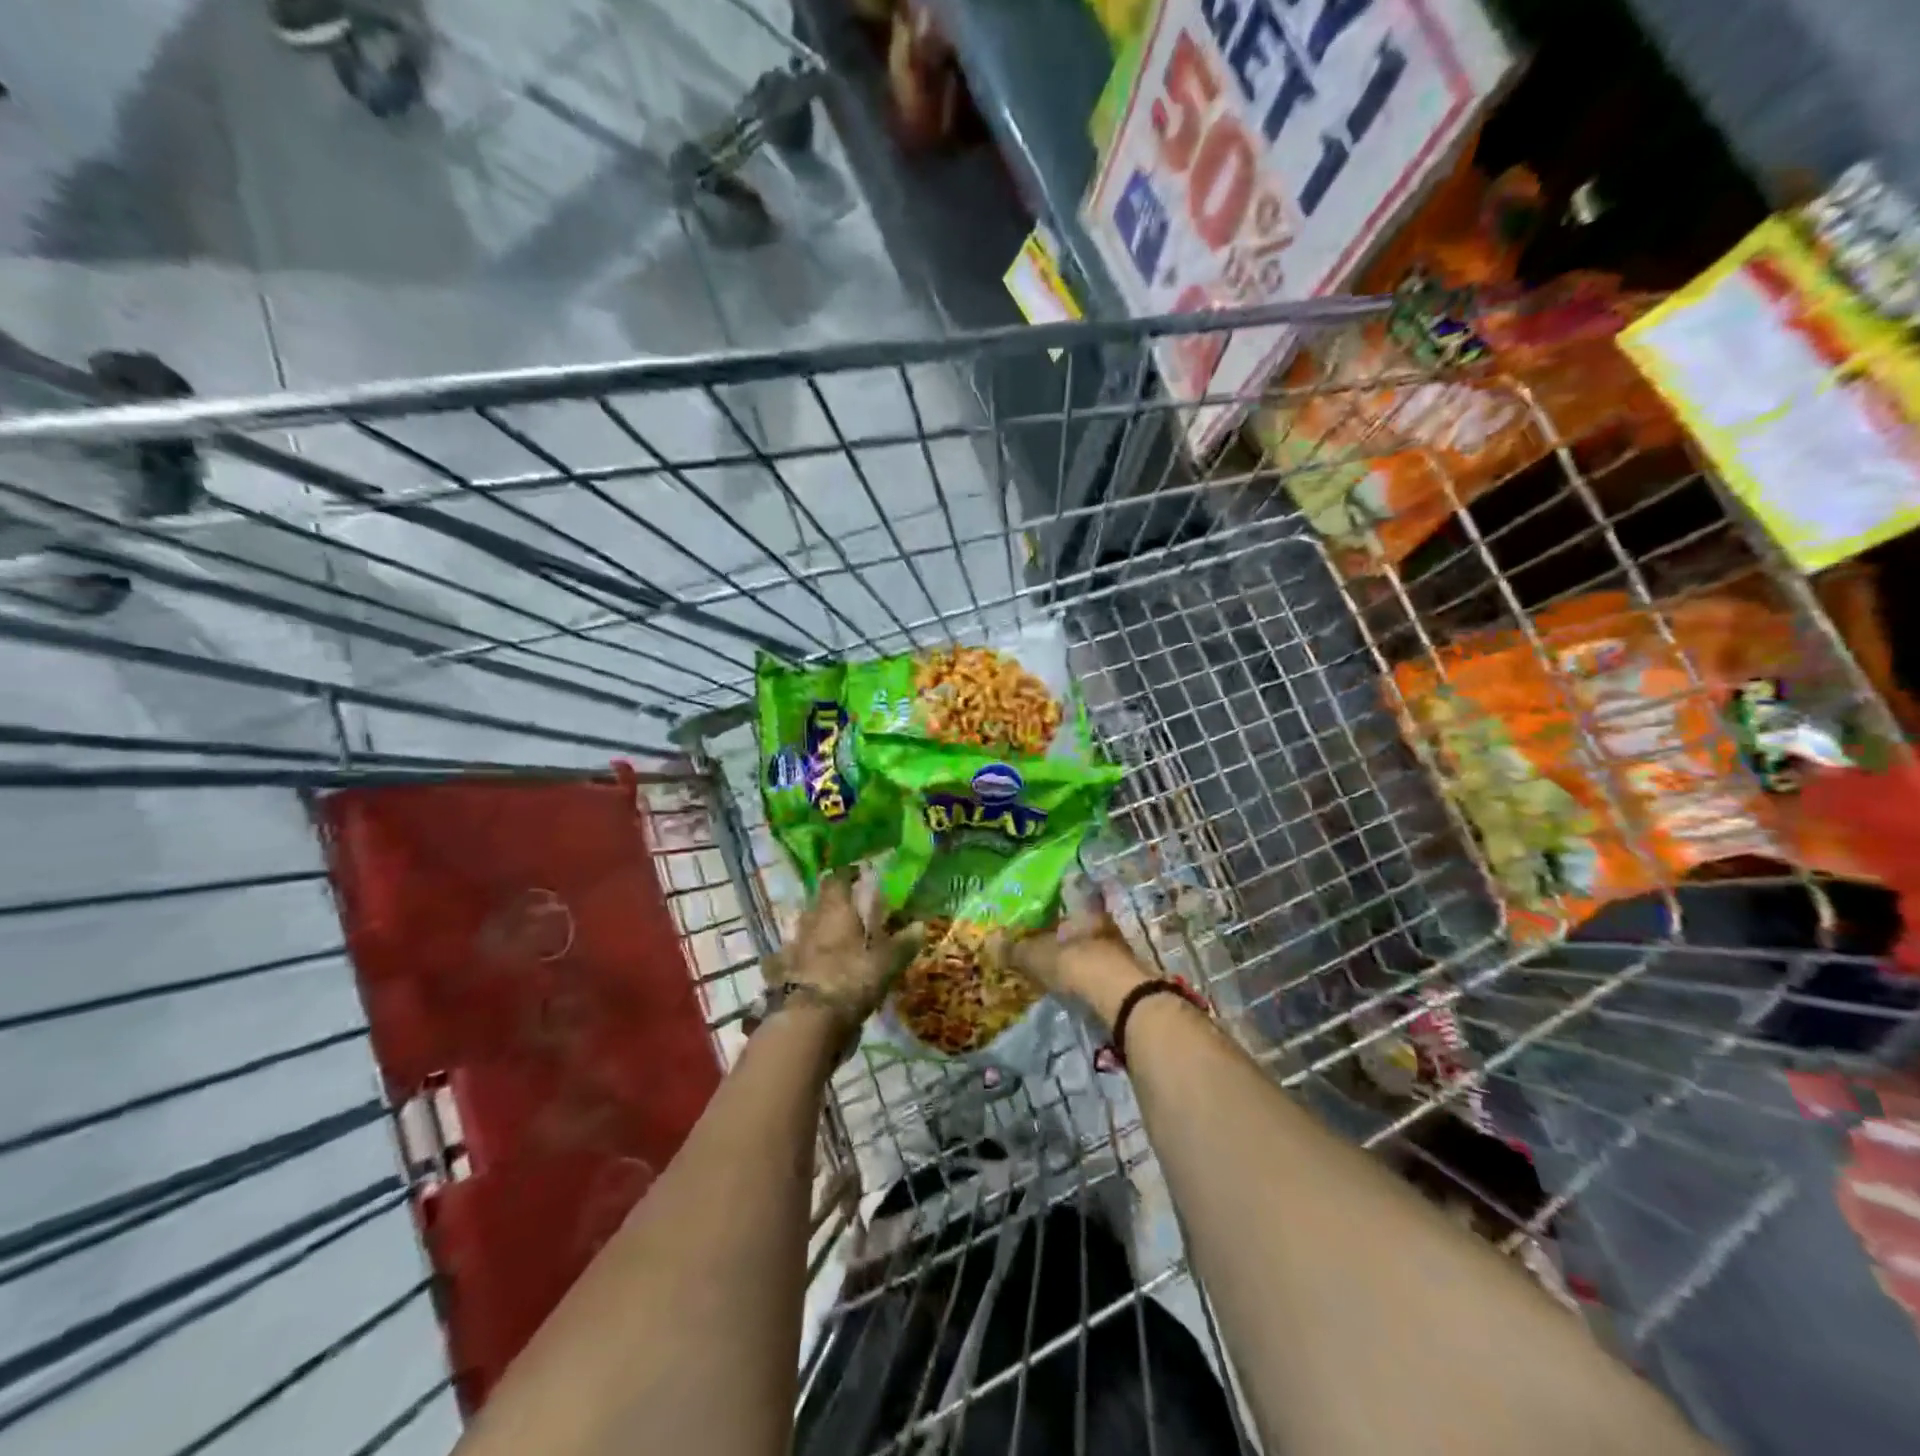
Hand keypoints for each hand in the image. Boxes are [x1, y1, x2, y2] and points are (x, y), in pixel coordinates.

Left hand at [775, 870, 921, 1026]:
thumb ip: (903, 944)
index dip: (847, 874)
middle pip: (819, 901)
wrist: (807, 1019)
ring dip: (817, 929)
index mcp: (836, 909)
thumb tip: (921, 925)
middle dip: (833, 903)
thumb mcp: (885, 963)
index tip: (859, 875)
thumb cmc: (850, 980)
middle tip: (850, 910)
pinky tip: (810, 965)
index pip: (837, 879)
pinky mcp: (781, 971)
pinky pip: (791, 956)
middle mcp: (811, 920)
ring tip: (833, 938)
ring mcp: (793, 945)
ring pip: (805, 927)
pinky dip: (802, 957)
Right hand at [1006, 882, 1149, 1026]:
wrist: (1119, 998)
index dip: (1058, 895)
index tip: (1045, 900)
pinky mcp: (1125, 977)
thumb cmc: (1075, 963)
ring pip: (1092, 944)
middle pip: (1081, 921)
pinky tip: (1073, 982)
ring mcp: (1118, 950)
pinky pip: (1098, 968)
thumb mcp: (1035, 956)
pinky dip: (1086, 973)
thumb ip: (1014, 949)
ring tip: (1056, 961)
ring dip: (1077, 952)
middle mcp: (1104, 922)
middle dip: (1065, 929)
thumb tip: (990, 941)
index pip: (1072, 892)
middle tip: (1045, 936)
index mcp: (1085, 908)